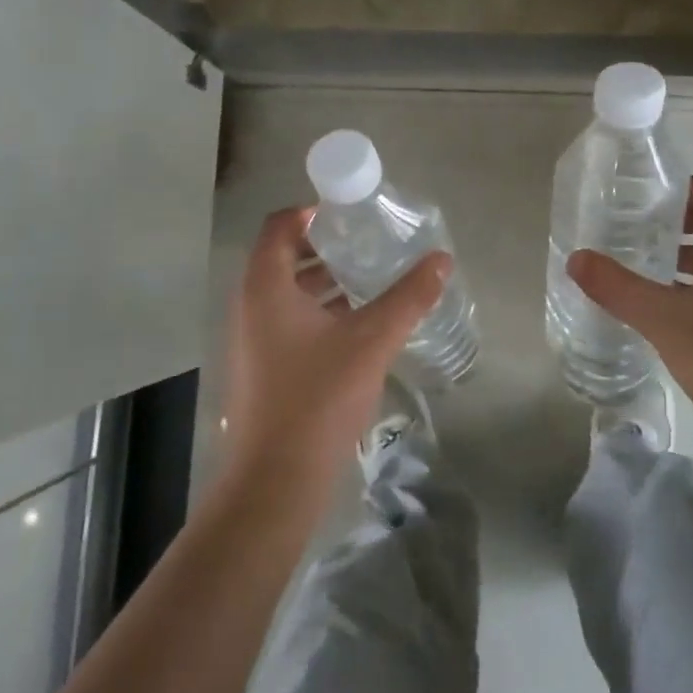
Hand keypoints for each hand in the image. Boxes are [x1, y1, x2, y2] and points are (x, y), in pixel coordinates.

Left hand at [222, 207, 450, 493]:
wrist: (276, 480)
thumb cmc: (318, 398)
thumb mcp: (371, 340)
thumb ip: (408, 297)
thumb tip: (442, 260)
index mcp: (266, 287)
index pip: (280, 225)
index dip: (313, 213)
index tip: (352, 215)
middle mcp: (250, 305)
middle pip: (284, 256)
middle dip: (327, 247)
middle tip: (369, 244)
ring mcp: (252, 338)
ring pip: (287, 291)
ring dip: (324, 281)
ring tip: (370, 280)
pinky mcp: (261, 366)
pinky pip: (288, 320)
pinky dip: (318, 311)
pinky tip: (356, 325)